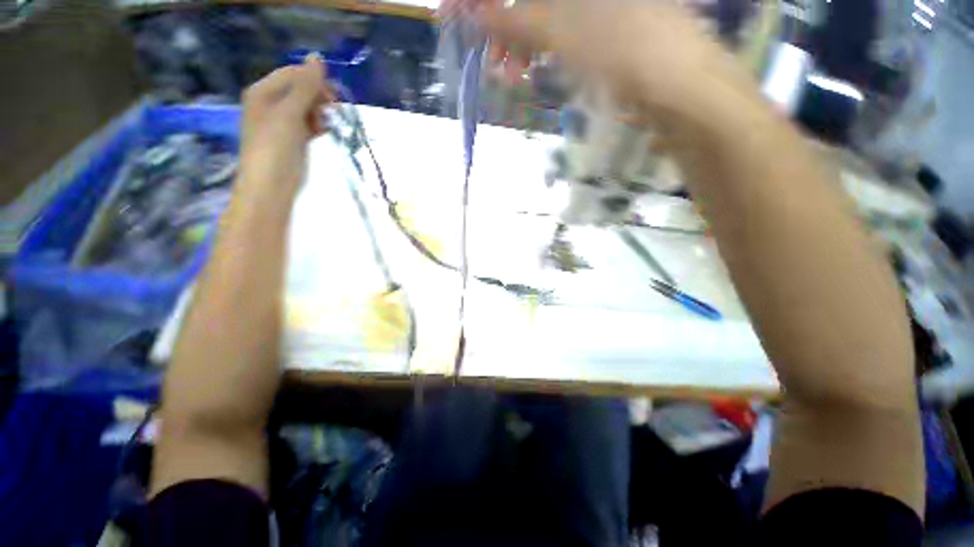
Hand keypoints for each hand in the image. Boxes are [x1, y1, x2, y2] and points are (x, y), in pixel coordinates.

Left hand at [238, 53, 333, 194]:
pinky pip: (309, 124)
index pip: (293, 74)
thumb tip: (318, 57)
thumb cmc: (276, 148)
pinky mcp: (293, 139)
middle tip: (330, 114)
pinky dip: (318, 126)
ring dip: (320, 114)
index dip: (314, 81)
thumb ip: (305, 86)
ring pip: (307, 108)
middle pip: (301, 90)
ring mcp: (282, 122)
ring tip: (324, 127)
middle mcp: (271, 103)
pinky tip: (323, 133)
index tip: (332, 98)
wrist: (271, 187)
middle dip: (318, 99)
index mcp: (263, 92)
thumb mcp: (290, 113)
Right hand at [446, 0, 759, 132]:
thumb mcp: (564, 33)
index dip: (488, 1)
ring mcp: (596, 7)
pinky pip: (560, 33)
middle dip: (506, 27)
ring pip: (544, 17)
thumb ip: (517, 21)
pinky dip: (542, 52)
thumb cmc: (624, 51)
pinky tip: (535, 69)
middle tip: (493, 61)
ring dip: (521, 45)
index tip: (463, 15)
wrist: (679, 86)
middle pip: (533, 1)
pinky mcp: (602, 28)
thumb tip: (474, 11)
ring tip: (513, 76)